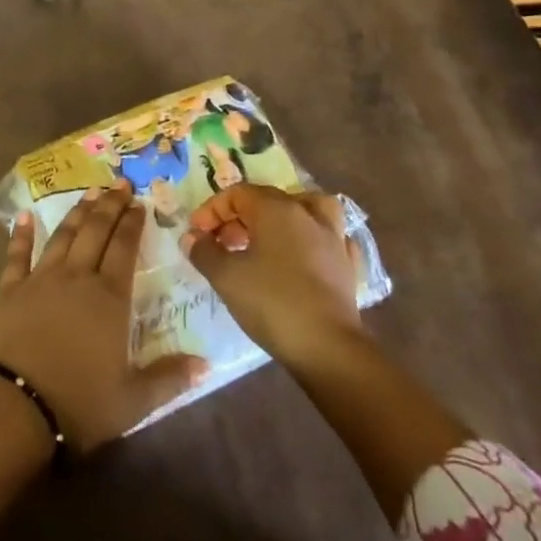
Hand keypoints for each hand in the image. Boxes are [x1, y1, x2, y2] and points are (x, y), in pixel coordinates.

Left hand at [0, 183, 204, 451]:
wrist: (17, 407)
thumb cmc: (80, 403)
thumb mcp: (134, 400)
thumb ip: (169, 377)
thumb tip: (205, 363)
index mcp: (109, 298)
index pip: (125, 248)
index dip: (133, 223)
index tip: (140, 203)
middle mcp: (77, 277)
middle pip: (96, 231)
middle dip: (110, 205)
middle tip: (120, 183)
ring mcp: (41, 279)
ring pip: (63, 236)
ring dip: (77, 212)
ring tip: (90, 193)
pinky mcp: (10, 289)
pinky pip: (17, 254)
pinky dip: (21, 234)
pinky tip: (25, 216)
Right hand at [182, 184, 362, 368]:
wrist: (328, 347)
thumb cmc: (272, 303)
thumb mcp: (226, 276)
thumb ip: (204, 251)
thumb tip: (192, 237)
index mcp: (276, 209)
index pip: (237, 194)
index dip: (212, 210)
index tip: (197, 234)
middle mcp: (306, 214)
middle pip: (267, 200)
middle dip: (238, 217)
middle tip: (221, 243)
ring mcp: (333, 238)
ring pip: (306, 209)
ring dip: (283, 218)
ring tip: (266, 238)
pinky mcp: (348, 265)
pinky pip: (330, 238)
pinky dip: (314, 240)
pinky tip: (306, 255)